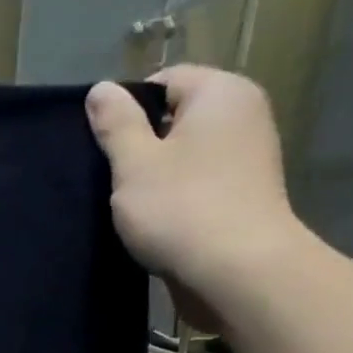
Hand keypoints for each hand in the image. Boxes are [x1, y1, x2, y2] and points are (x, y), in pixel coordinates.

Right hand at [86, 65, 306, 329]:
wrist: (237, 271)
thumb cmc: (180, 208)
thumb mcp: (134, 163)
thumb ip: (116, 124)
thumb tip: (101, 88)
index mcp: (221, 92)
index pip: (165, 81)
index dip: (128, 110)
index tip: (105, 148)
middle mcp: (244, 113)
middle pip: (178, 117)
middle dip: (143, 145)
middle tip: (113, 179)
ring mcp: (251, 155)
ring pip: (188, 153)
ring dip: (158, 175)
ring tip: (133, 205)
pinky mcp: (247, 193)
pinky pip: (202, 181)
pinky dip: (178, 196)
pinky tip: (160, 222)